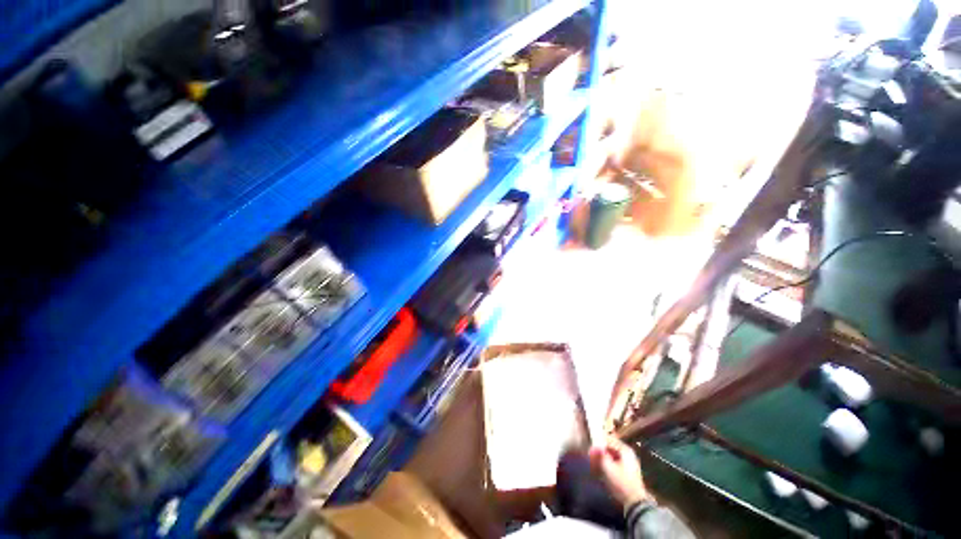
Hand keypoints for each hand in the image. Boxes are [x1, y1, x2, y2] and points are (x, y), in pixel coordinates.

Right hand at [589, 436, 649, 509]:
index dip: (599, 441)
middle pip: (611, 446)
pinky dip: (609, 461)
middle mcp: (629, 453)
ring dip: (604, 456)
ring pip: (613, 454)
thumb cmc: (621, 483)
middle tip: (592, 453)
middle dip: (601, 449)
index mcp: (625, 450)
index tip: (590, 445)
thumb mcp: (608, 468)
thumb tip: (592, 446)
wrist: (635, 502)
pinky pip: (616, 460)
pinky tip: (603, 467)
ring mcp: (630, 462)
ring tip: (595, 460)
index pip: (609, 439)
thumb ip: (600, 455)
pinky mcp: (629, 470)